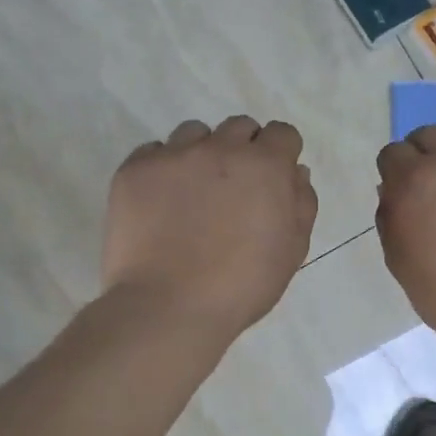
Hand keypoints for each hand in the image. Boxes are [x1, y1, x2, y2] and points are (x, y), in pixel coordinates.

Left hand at [103, 117, 317, 336]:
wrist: (168, 307)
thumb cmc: (241, 286)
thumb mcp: (292, 251)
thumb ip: (301, 205)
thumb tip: (296, 173)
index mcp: (265, 166)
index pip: (283, 134)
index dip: (281, 155)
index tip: (272, 181)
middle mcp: (221, 148)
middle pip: (240, 128)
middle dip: (243, 151)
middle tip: (234, 192)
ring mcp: (174, 155)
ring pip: (195, 133)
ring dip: (202, 154)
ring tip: (193, 194)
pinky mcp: (135, 169)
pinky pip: (154, 152)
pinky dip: (163, 170)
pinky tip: (161, 203)